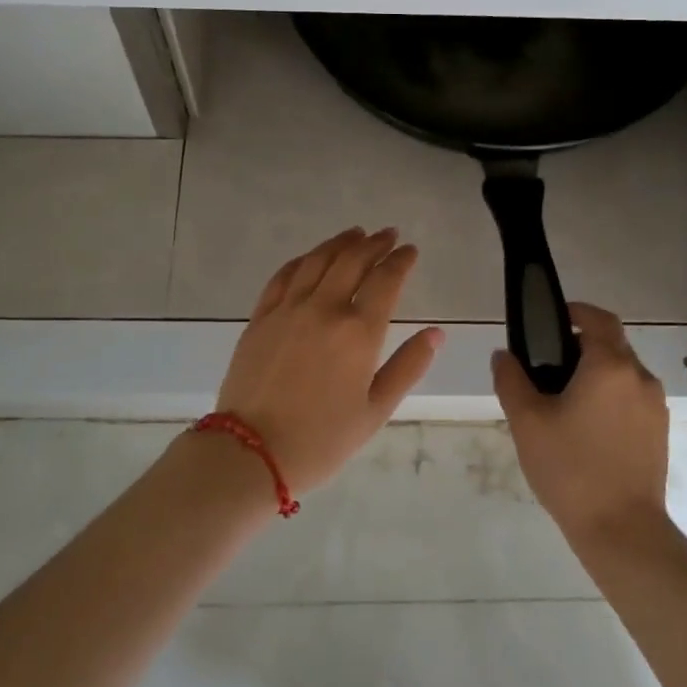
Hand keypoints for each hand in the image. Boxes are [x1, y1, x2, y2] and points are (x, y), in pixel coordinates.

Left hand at [216, 228, 443, 492]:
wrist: (251, 451)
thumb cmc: (322, 439)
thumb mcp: (376, 410)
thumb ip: (408, 367)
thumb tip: (435, 333)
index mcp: (358, 331)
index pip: (386, 280)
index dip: (401, 260)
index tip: (410, 250)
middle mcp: (324, 308)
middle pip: (352, 261)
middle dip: (374, 244)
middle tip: (387, 235)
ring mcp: (288, 309)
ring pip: (317, 260)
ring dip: (339, 243)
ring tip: (355, 234)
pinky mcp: (261, 317)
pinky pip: (283, 275)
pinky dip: (302, 260)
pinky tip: (310, 257)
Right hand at [492, 302, 668, 547]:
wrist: (622, 529)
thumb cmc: (570, 468)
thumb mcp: (527, 422)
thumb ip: (511, 379)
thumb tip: (504, 355)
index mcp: (610, 366)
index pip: (598, 319)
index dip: (576, 311)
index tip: (553, 319)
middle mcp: (640, 377)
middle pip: (612, 344)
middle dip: (582, 344)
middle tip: (547, 365)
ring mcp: (655, 406)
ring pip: (623, 372)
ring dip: (597, 372)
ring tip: (564, 400)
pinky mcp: (659, 431)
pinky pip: (632, 397)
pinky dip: (610, 396)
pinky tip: (586, 427)